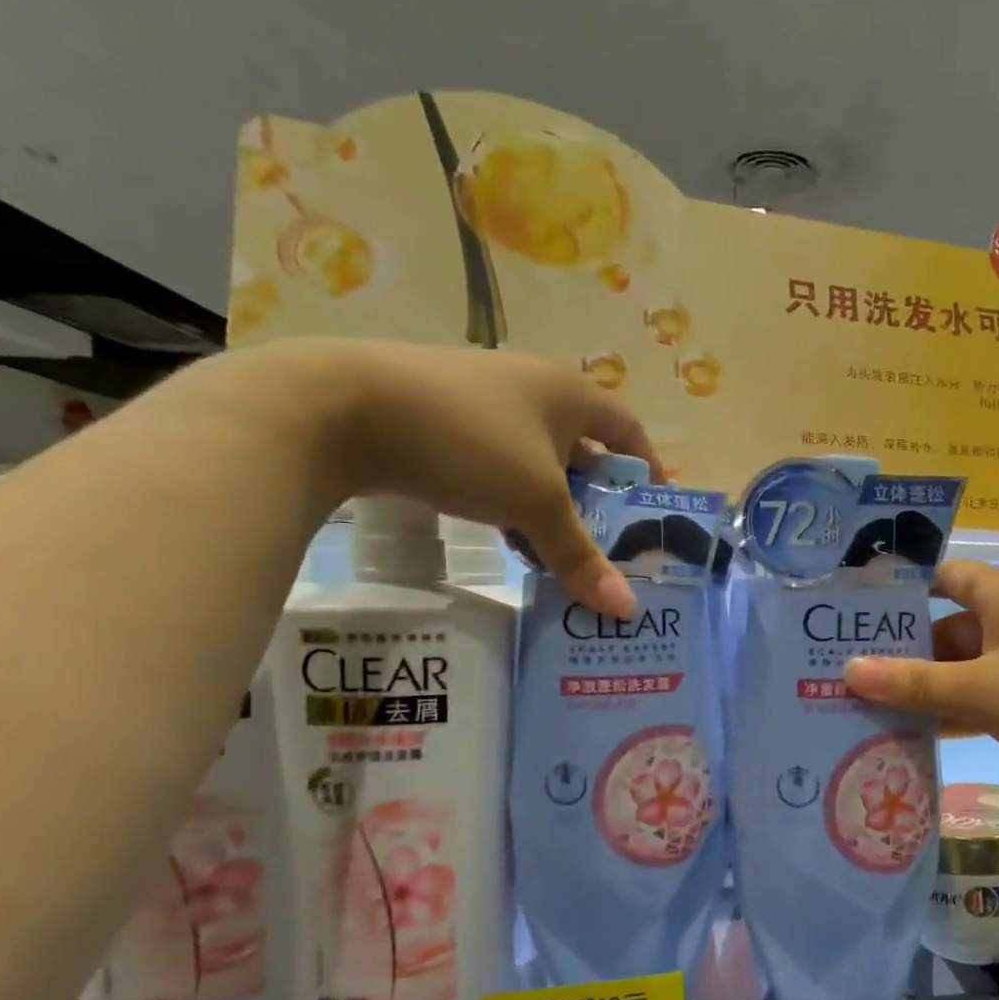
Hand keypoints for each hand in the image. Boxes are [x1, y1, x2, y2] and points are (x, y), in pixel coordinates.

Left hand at [246, 339, 661, 616]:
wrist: (342, 408)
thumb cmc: (469, 441)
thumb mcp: (534, 503)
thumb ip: (580, 556)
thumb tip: (626, 610)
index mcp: (568, 392)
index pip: (628, 429)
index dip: (648, 468)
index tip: (656, 510)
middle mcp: (532, 389)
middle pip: (583, 451)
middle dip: (598, 500)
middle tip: (613, 549)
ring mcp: (484, 404)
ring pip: (538, 465)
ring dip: (554, 509)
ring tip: (565, 557)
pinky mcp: (444, 424)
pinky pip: (498, 469)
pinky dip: (513, 504)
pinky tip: (511, 541)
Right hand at [842, 560, 998, 806]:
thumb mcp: (984, 692)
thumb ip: (915, 683)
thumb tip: (848, 670)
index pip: (941, 576)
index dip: (899, 592)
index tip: (854, 616)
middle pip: (949, 624)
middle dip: (905, 651)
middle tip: (850, 674)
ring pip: (969, 663)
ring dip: (930, 685)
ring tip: (873, 708)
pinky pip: (991, 690)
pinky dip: (962, 706)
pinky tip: (924, 733)